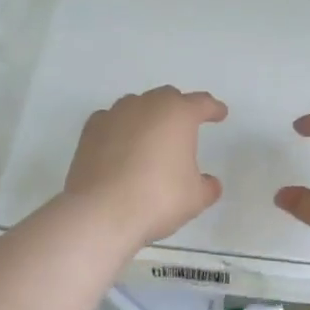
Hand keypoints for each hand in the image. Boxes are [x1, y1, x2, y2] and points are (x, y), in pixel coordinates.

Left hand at [64, 87, 227, 246]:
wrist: (102, 212)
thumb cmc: (158, 199)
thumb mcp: (195, 198)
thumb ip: (207, 186)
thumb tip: (209, 183)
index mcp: (178, 114)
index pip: (202, 103)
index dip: (213, 109)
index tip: (220, 114)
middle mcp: (146, 106)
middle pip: (167, 98)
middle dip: (178, 109)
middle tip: (184, 128)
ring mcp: (114, 115)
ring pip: (136, 106)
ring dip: (147, 117)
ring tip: (150, 139)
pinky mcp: (90, 131)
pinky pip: (111, 121)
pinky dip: (120, 129)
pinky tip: (121, 146)